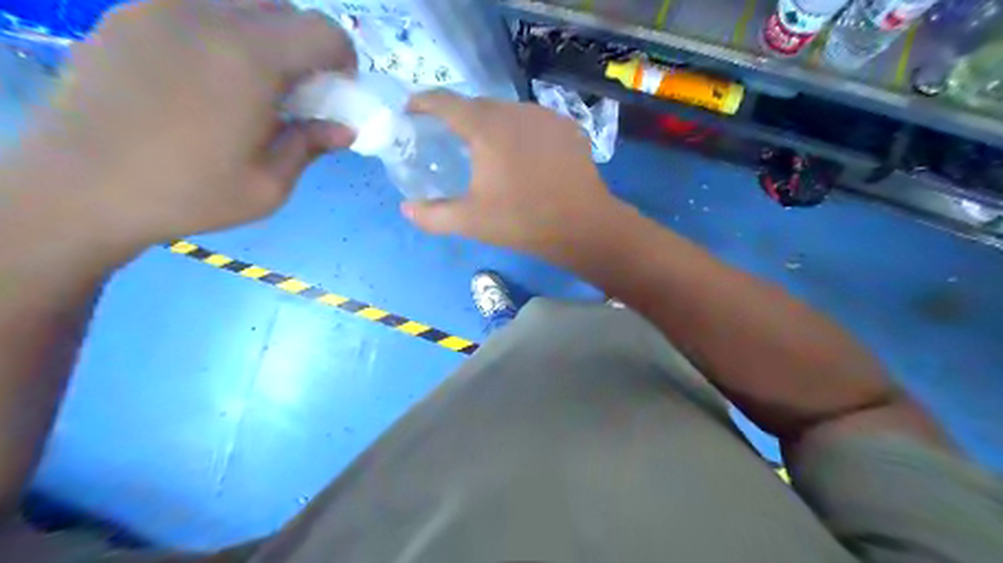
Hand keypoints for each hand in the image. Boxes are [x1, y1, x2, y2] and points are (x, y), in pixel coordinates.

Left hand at [17, 0, 356, 250]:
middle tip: (297, 90)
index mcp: (250, 59)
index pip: (322, 31)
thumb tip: (345, 129)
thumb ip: (311, 145)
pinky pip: (195, 7)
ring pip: (239, 3)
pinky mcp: (127, 14)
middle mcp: (207, 16)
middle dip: (305, 46)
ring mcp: (160, 8)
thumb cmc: (189, 193)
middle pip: (283, 9)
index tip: (338, 89)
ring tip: (251, 82)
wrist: (80, 188)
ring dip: (264, 37)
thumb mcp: (269, 185)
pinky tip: (206, 75)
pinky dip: (221, 33)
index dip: (343, 58)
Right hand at [403, 89, 623, 257]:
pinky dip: (521, 133)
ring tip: (489, 151)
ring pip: (508, 112)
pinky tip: (524, 157)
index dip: (423, 102)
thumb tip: (406, 209)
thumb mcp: (471, 222)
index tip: (411, 112)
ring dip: (492, 126)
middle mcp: (514, 111)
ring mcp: (545, 116)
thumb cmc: (522, 221)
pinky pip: (533, 123)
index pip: (445, 101)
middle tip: (450, 141)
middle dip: (459, 118)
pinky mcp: (567, 127)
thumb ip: (433, 216)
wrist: (583, 225)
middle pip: (477, 105)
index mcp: (486, 127)